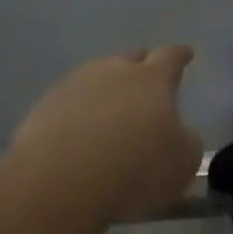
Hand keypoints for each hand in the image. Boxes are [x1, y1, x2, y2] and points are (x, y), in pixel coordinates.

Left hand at [12, 48, 202, 222]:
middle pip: (130, 60)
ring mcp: (75, 84)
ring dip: (106, 90)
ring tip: (111, 112)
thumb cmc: (135, 169)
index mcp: (151, 79)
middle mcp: (113, 71)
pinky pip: (70, 101)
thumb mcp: (181, 163)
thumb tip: (179, 133)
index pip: (170, 57)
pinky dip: (79, 112)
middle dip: (141, 67)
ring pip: (97, 77)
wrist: (62, 180)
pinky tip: (79, 133)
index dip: (180, 56)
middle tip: (146, 82)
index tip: (186, 53)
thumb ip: (185, 141)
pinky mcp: (45, 105)